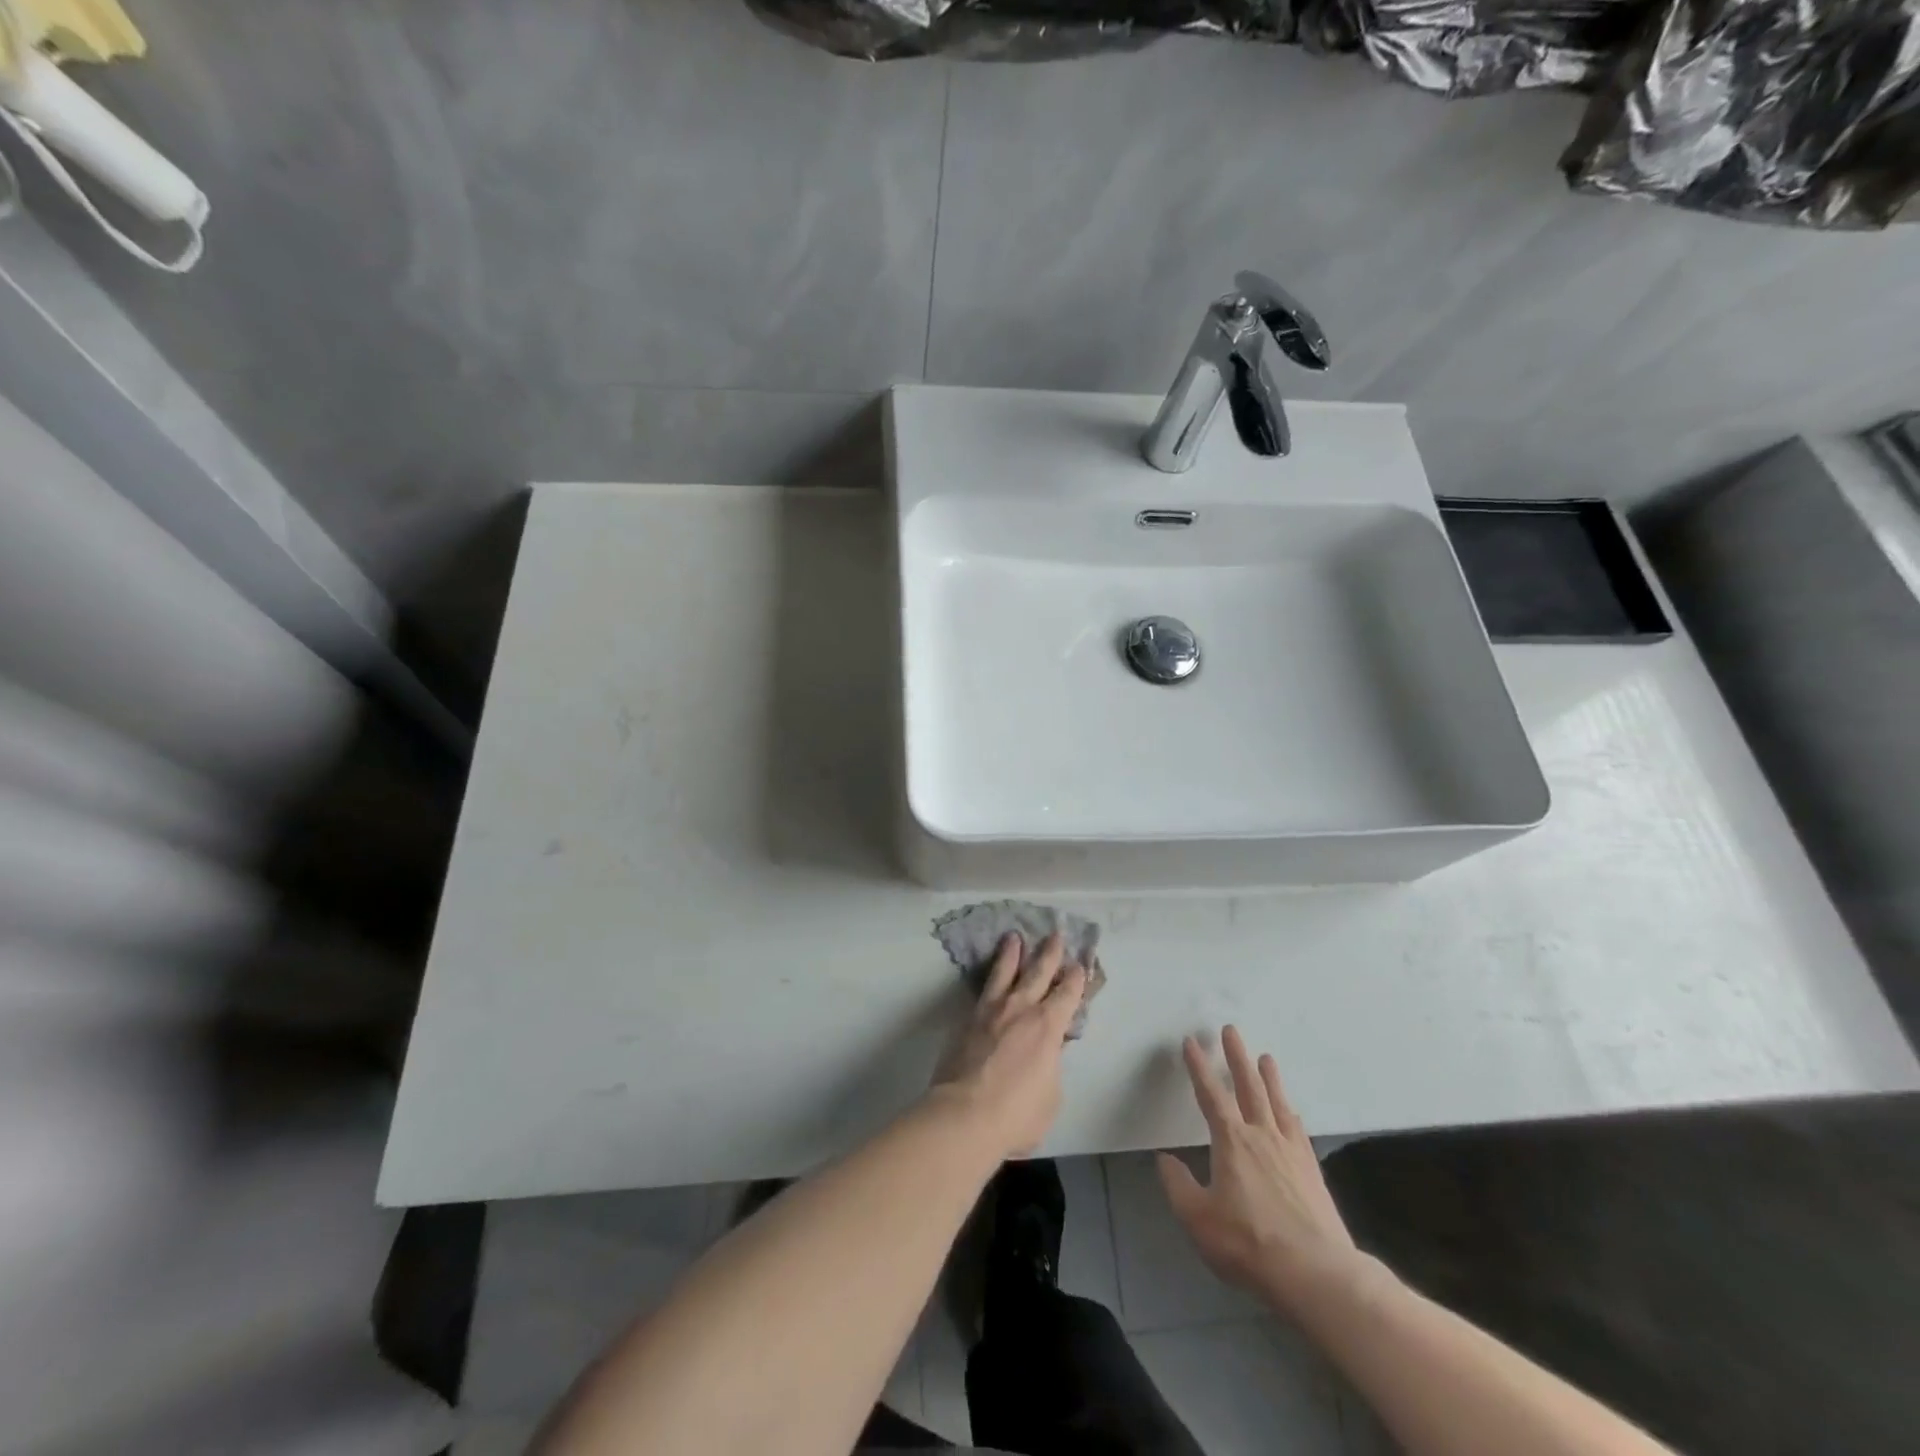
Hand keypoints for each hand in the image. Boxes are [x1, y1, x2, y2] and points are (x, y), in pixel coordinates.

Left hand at [930, 932, 1087, 1158]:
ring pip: (1005, 972)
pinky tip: (989, 973)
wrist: (965, 1114)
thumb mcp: (1050, 1095)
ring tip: (1014, 937)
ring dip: (1012, 953)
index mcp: (1048, 1027)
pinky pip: (984, 989)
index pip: (1067, 995)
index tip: (1079, 965)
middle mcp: (1021, 1009)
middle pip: (1038, 972)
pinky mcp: (968, 1019)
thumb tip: (1047, 1051)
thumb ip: (1051, 1066)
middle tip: (1055, 934)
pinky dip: (990, 976)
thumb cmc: (1016, 1114)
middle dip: (1050, 953)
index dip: (1075, 979)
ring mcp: (992, 1011)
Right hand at [1158, 1025, 1359, 1314]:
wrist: (1317, 1273)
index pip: (1211, 1094)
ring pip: (1277, 1103)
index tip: (1191, 1042)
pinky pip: (1298, 1131)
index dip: (1199, 1067)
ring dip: (1269, 1078)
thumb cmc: (1249, 1243)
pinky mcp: (1312, 1171)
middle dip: (1237, 1057)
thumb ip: (1178, 1186)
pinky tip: (1292, 1112)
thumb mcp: (1198, 1219)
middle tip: (1231, 1031)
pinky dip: (1291, 1114)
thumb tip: (1164, 1160)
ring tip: (1265, 1057)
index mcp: (1232, 1141)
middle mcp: (1262, 1136)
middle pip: (1248, 1087)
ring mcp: (1291, 1152)